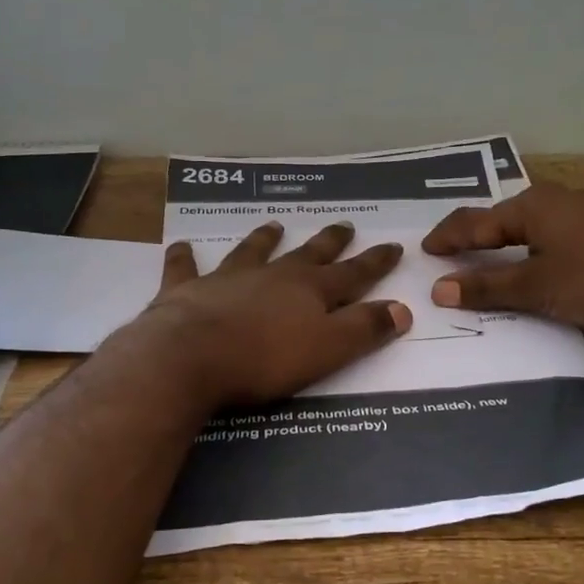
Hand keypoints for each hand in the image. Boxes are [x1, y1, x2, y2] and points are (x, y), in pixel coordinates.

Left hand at [116, 221, 411, 409]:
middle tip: (344, 224)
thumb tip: (402, 309)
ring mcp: (228, 278)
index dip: (375, 262)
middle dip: (329, 242)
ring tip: (275, 225)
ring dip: (264, 239)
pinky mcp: (187, 290)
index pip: (352, 274)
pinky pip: (185, 268)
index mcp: (309, 291)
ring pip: (252, 251)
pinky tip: (181, 245)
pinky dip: (184, 257)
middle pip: (307, 255)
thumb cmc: (265, 358)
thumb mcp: (328, 349)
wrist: (191, 356)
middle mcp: (272, 276)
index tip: (393, 246)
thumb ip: (364, 329)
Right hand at [421, 182, 583, 333]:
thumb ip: (486, 287)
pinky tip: (545, 257)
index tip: (427, 248)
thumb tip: (438, 289)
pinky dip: (539, 243)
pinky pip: (561, 229)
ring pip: (536, 221)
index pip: (476, 220)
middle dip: (478, 234)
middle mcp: (559, 197)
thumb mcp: (536, 288)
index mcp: (534, 206)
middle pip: (505, 216)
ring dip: (510, 239)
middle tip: (456, 251)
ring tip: (494, 254)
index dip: (448, 236)